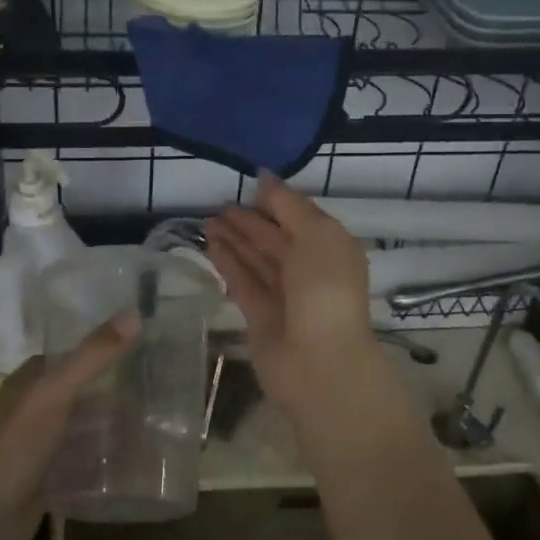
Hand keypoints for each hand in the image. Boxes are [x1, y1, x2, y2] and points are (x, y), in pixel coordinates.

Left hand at [0, 315, 136, 539]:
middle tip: (158, 397)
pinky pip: (82, 462)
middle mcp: (33, 408)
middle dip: (114, 396)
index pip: (71, 356)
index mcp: (30, 381)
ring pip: (83, 430)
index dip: (103, 352)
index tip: (142, 349)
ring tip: (153, 431)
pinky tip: (133, 464)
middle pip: (81, 395)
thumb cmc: (19, 445)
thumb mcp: (57, 392)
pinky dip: (104, 461)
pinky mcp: (46, 478)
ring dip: (112, 430)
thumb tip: (135, 314)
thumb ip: (94, 355)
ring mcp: (39, 446)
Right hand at [206, 174, 378, 414]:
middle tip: (219, 204)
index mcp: (332, 249)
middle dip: (249, 221)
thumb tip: (265, 177)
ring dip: (234, 239)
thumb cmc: (325, 289)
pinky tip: (210, 244)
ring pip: (257, 260)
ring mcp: (285, 296)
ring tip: (208, 220)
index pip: (301, 218)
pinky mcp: (261, 317)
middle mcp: (310, 271)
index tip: (249, 184)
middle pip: (276, 239)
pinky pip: (243, 282)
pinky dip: (228, 263)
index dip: (276, 201)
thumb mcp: (317, 234)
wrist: (320, 361)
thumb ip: (289, 205)